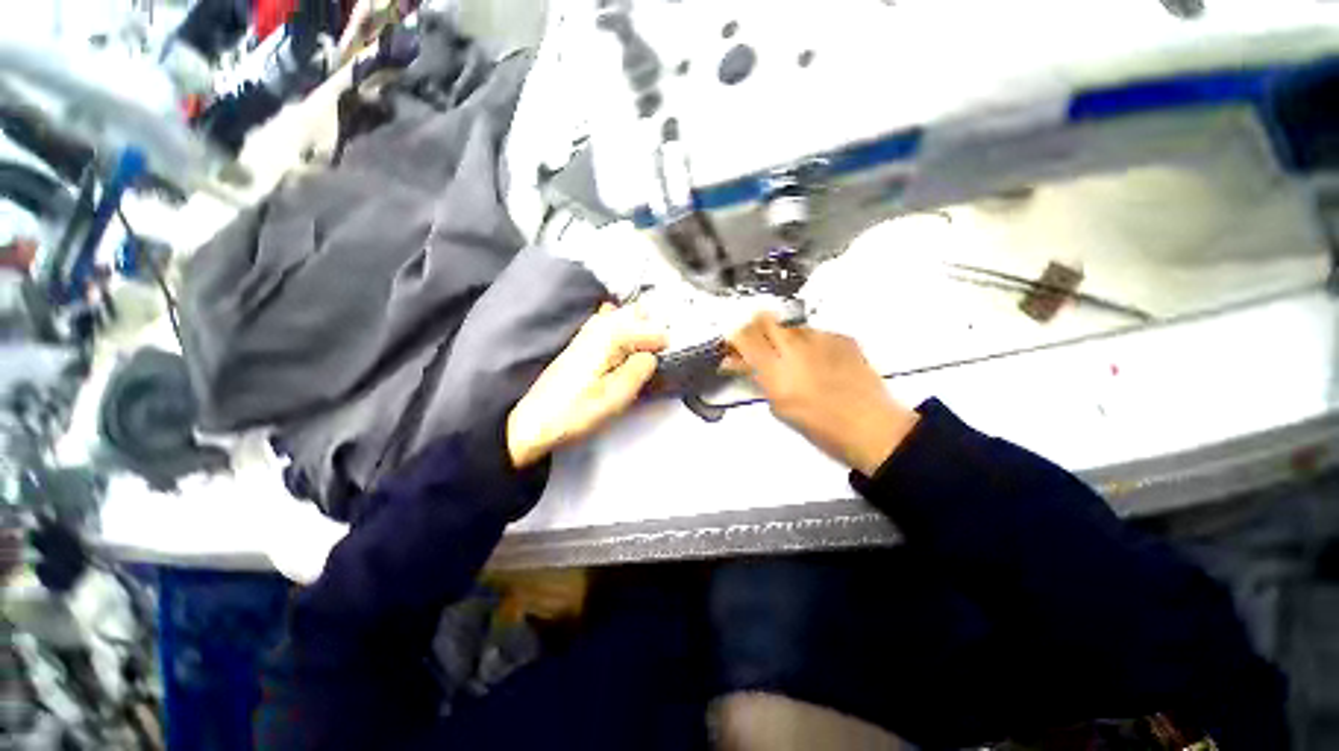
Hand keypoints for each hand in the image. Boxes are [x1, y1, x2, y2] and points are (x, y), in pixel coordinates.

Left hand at [507, 303, 666, 467]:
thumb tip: (650, 356)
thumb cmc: (575, 412)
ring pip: (619, 316)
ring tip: (646, 347)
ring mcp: (585, 335)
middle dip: (651, 327)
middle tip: (660, 351)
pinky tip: (621, 343)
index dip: (662, 342)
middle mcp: (597, 330)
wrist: (533, 422)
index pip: (646, 330)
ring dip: (637, 326)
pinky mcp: (579, 346)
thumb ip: (637, 372)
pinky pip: (605, 324)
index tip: (670, 355)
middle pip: (633, 314)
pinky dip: (619, 327)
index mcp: (608, 340)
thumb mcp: (614, 398)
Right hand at [727, 314, 918, 475]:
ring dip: (783, 338)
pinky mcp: (841, 337)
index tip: (731, 345)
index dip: (734, 337)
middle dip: (755, 329)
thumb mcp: (779, 407)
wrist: (873, 428)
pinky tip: (818, 362)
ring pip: (789, 326)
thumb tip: (736, 363)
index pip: (744, 337)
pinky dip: (810, 344)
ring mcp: (820, 339)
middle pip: (764, 320)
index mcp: (776, 371)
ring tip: (794, 360)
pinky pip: (815, 333)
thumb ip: (756, 378)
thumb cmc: (822, 428)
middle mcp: (795, 348)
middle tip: (757, 346)